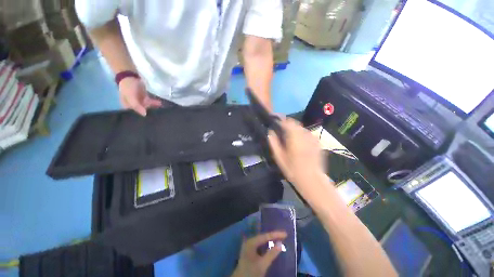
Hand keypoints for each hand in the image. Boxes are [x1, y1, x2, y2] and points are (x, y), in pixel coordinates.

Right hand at [118, 77, 161, 115]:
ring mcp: (139, 102)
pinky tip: (159, 103)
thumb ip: (137, 106)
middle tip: (159, 116)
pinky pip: (150, 102)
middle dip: (150, 113)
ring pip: (148, 107)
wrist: (130, 76)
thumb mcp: (131, 97)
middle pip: (143, 111)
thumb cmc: (128, 88)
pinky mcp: (144, 98)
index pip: (135, 115)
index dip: (143, 118)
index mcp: (127, 107)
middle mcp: (133, 106)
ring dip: (154, 107)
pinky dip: (155, 103)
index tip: (151, 120)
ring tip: (161, 108)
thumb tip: (144, 114)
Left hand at [232, 231, 286, 276]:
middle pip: (263, 236)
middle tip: (284, 235)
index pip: (265, 236)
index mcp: (251, 242)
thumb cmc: (250, 273)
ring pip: (262, 240)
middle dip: (273, 236)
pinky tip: (271, 245)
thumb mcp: (262, 264)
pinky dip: (266, 244)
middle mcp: (249, 241)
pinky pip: (260, 244)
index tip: (285, 234)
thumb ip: (271, 254)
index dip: (276, 234)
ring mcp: (248, 246)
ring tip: (279, 238)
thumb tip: (280, 243)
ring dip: (270, 240)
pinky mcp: (249, 251)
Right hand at [268, 118, 325, 188]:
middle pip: (295, 123)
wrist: (313, 180)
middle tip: (281, 131)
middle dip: (287, 124)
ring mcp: (313, 138)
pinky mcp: (318, 142)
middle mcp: (305, 135)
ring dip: (294, 129)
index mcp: (295, 138)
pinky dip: (301, 134)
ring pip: (301, 128)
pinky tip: (299, 143)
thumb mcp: (279, 158)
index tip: (275, 121)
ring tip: (289, 138)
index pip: (287, 122)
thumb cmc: (293, 170)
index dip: (280, 120)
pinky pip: (307, 133)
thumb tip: (270, 132)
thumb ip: (274, 143)